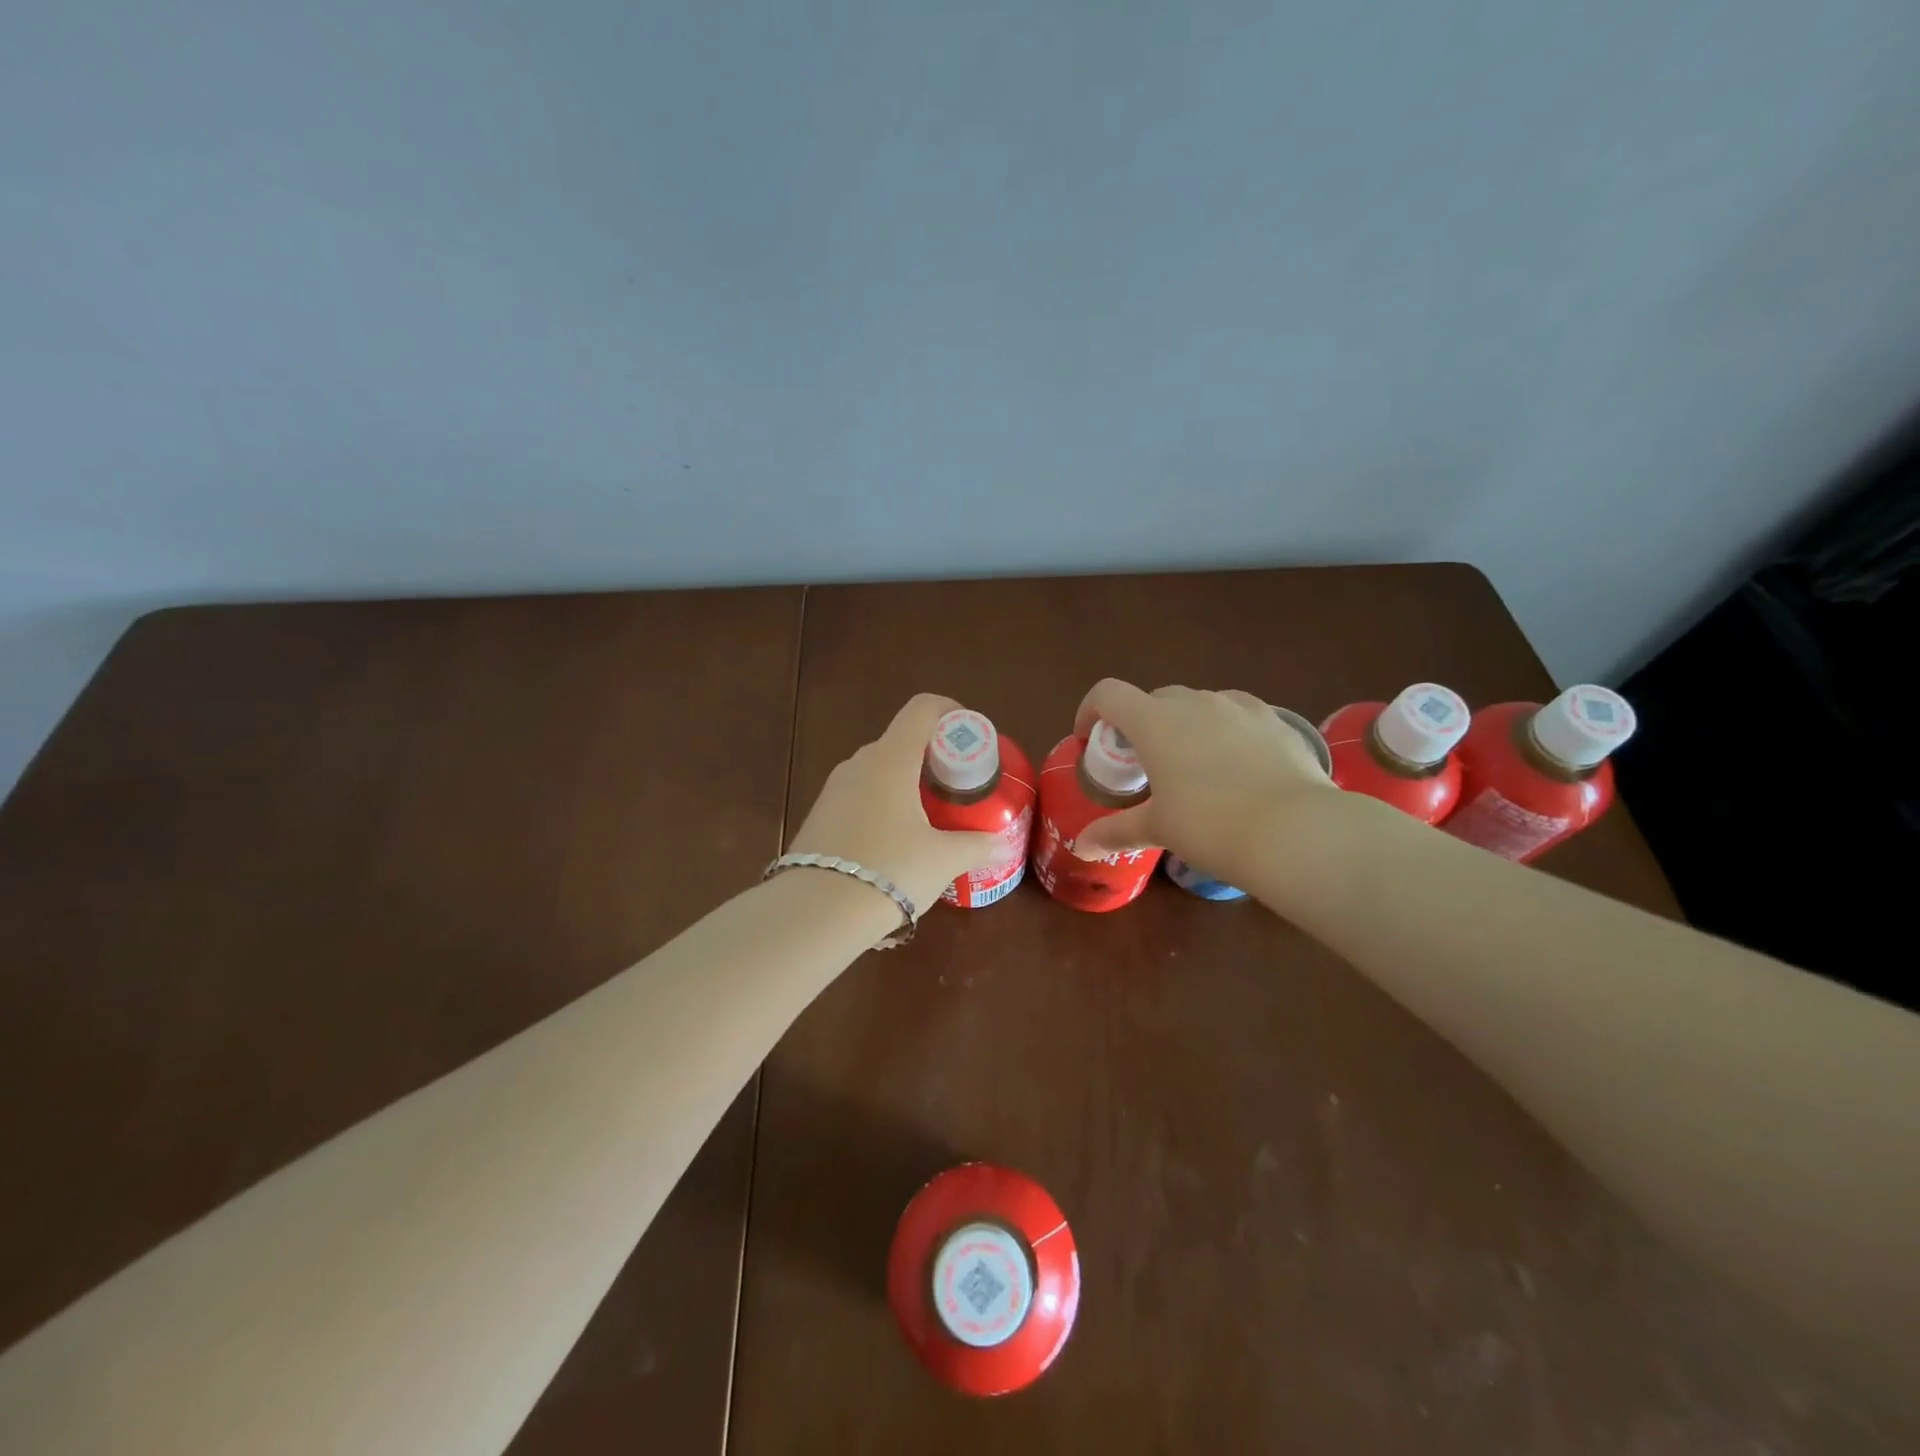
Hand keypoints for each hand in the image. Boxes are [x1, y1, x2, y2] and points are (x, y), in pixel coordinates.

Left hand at [787, 694, 1014, 914]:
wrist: (815, 913)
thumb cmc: (890, 871)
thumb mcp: (943, 860)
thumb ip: (977, 846)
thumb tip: (1004, 848)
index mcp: (891, 758)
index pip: (923, 709)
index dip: (951, 713)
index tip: (971, 739)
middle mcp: (859, 763)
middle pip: (903, 741)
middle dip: (934, 758)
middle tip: (958, 788)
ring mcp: (834, 789)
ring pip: (879, 770)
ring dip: (907, 783)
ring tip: (930, 819)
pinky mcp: (820, 815)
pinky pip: (860, 795)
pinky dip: (883, 804)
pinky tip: (895, 842)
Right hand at [1070, 679, 1335, 874]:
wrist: (1295, 830)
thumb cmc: (1210, 825)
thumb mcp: (1158, 829)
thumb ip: (1115, 831)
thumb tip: (1081, 847)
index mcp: (1155, 722)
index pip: (1108, 694)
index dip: (1091, 710)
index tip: (1090, 739)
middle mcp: (1195, 703)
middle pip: (1154, 698)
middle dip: (1141, 723)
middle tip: (1143, 763)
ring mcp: (1239, 707)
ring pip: (1199, 704)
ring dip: (1185, 724)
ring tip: (1193, 764)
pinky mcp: (1276, 720)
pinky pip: (1239, 716)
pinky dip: (1226, 731)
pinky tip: (1238, 766)